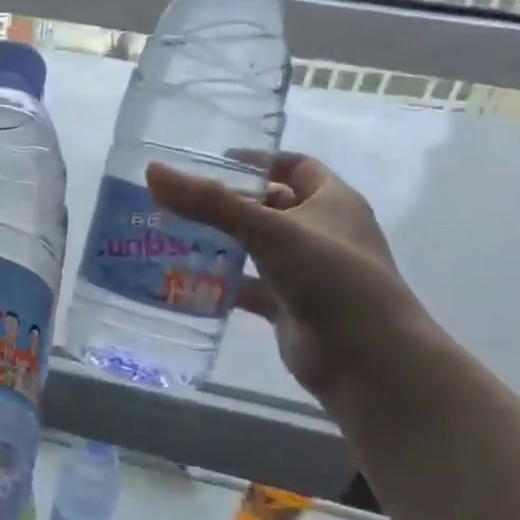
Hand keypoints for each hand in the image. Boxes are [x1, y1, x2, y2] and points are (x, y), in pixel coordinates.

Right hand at [148, 152, 426, 398]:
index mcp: (332, 200)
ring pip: (255, 247)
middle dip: (227, 202)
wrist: (366, 359)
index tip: (211, 161)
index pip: (292, 166)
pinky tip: (184, 279)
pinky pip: (248, 286)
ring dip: (220, 242)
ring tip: (170, 233)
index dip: (256, 160)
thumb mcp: (268, 230)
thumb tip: (153, 171)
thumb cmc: (329, 276)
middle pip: (269, 206)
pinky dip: (221, 282)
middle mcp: (321, 231)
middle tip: (178, 199)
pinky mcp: (288, 305)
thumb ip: (209, 202)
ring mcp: (305, 271)